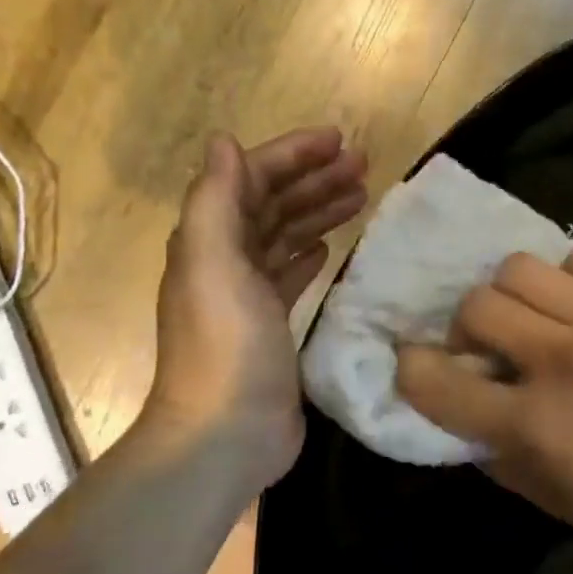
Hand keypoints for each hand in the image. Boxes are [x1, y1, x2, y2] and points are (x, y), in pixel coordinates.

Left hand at [137, 128, 366, 479]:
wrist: (226, 432)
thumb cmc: (225, 345)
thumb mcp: (214, 264)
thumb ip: (216, 200)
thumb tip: (223, 141)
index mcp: (209, 240)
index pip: (251, 179)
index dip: (292, 154)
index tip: (339, 140)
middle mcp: (225, 260)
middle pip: (272, 204)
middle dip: (314, 179)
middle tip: (363, 165)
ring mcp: (248, 295)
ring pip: (286, 236)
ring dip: (318, 211)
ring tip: (361, 195)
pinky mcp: (271, 325)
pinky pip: (291, 274)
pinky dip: (309, 253)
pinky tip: (332, 247)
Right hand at [396, 250, 572, 573]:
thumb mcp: (558, 502)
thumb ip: (501, 459)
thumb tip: (469, 420)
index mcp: (533, 425)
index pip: (438, 382)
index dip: (413, 369)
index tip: (418, 363)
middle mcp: (560, 360)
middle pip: (476, 305)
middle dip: (468, 327)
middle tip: (494, 346)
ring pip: (522, 268)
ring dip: (516, 294)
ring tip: (541, 317)